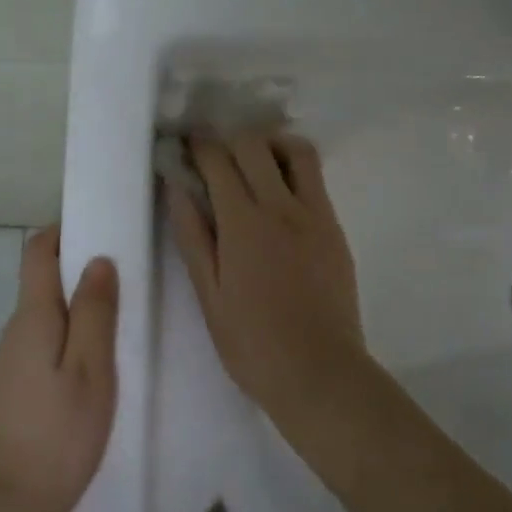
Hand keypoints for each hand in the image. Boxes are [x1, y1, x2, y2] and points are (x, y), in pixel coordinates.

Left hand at [0, 225, 119, 511]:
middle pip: (44, 277)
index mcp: (33, 316)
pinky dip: (73, 330)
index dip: (66, 231)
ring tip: (123, 312)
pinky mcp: (18, 381)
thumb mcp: (91, 369)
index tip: (104, 228)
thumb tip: (99, 260)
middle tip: (128, 273)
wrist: (10, 503)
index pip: (39, 250)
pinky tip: (100, 355)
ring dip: (80, 301)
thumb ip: (96, 312)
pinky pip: (47, 337)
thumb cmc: (59, 433)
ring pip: (48, 310)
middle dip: (81, 265)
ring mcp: (14, 356)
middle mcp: (17, 327)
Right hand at [169, 134, 371, 425]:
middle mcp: (282, 207)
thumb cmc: (252, 343)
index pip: (218, 161)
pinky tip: (280, 193)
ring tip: (253, 163)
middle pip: (255, 145)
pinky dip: (293, 169)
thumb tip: (176, 187)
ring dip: (270, 145)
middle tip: (214, 154)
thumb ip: (193, 236)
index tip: (185, 144)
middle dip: (229, 139)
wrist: (320, 372)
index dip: (198, 145)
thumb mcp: (209, 295)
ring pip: (296, 152)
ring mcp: (315, 215)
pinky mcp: (335, 228)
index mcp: (243, 223)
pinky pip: (315, 180)